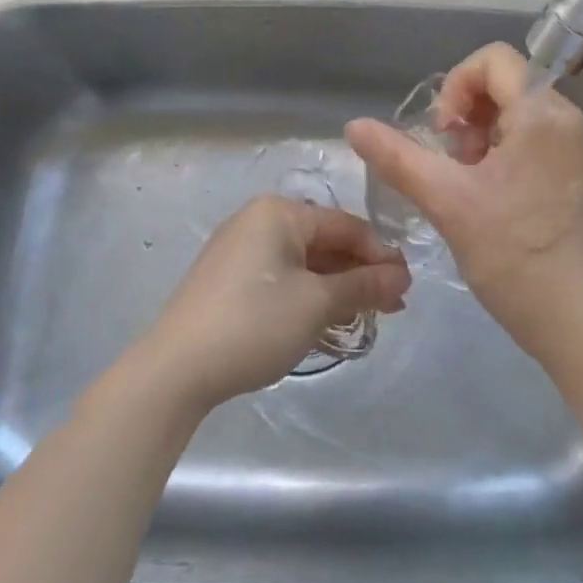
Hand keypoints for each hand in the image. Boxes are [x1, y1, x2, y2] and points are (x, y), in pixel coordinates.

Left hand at [141, 196, 409, 411]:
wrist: (175, 370)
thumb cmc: (254, 322)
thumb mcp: (317, 304)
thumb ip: (364, 286)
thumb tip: (402, 276)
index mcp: (279, 212)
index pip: (346, 225)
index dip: (381, 255)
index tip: (407, 288)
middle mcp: (258, 221)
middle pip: (325, 242)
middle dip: (361, 274)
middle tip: (393, 308)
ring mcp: (240, 251)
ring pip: (305, 263)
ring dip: (338, 289)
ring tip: (368, 318)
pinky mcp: (230, 280)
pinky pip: (282, 278)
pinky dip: (309, 297)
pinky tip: (329, 322)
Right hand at [345, 43, 582, 364]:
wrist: (577, 323)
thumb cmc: (512, 256)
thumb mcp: (445, 201)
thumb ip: (396, 157)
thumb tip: (353, 125)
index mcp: (543, 113)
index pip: (494, 59)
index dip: (456, 86)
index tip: (442, 134)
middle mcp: (571, 120)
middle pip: (508, 85)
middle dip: (469, 117)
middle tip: (455, 166)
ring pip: (521, 116)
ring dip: (485, 138)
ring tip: (471, 186)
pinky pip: (539, 141)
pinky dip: (508, 155)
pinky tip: (495, 200)